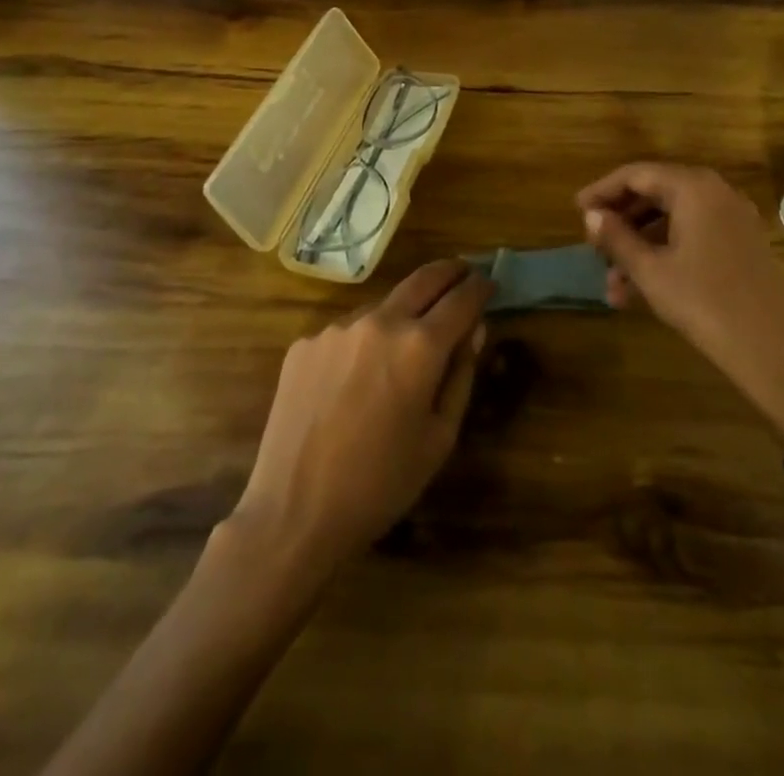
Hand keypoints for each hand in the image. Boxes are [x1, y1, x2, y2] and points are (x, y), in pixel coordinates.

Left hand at [229, 260, 490, 577]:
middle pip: (422, 280)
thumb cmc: (382, 484)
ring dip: (402, 312)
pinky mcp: (305, 343)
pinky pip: (346, 332)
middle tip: (463, 272)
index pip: (461, 299)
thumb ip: (461, 376)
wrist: (294, 512)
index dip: (479, 287)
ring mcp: (336, 329)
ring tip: (407, 339)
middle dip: (448, 272)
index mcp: (419, 347)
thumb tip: (474, 330)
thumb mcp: (439, 438)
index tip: (489, 281)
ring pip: (382, 306)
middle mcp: (378, 322)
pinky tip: (357, 378)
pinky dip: (364, 341)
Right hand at [577, 163, 783, 444]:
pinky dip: (664, 253)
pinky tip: (638, 290)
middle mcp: (716, 193)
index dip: (602, 191)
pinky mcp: (740, 244)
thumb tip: (591, 215)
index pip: (636, 174)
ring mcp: (732, 219)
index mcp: (693, 188)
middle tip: (593, 246)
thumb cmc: (703, 302)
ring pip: (671, 220)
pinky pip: (692, 235)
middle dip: (620, 221)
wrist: (771, 351)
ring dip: (638, 246)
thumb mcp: (650, 270)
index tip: (576, 210)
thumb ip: (617, 237)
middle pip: (655, 193)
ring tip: (611, 283)